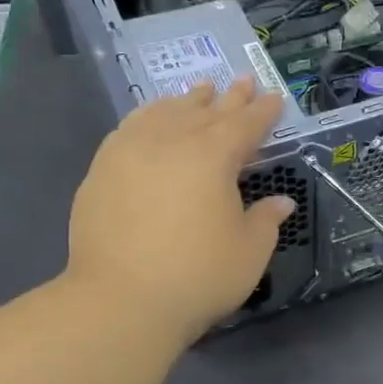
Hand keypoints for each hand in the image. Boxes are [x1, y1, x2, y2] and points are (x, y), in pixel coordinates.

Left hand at [66, 78, 293, 353]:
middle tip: (243, 82)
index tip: (274, 98)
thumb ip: (265, 220)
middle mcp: (171, 142)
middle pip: (206, 112)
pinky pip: (131, 128)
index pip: (245, 125)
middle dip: (229, 98)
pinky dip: (149, 116)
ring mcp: (130, 152)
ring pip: (164, 113)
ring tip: (200, 91)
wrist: (120, 302)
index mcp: (213, 156)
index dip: (263, 112)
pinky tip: (151, 118)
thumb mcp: (249, 252)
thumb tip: (280, 202)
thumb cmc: (198, 277)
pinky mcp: (102, 170)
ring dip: (187, 101)